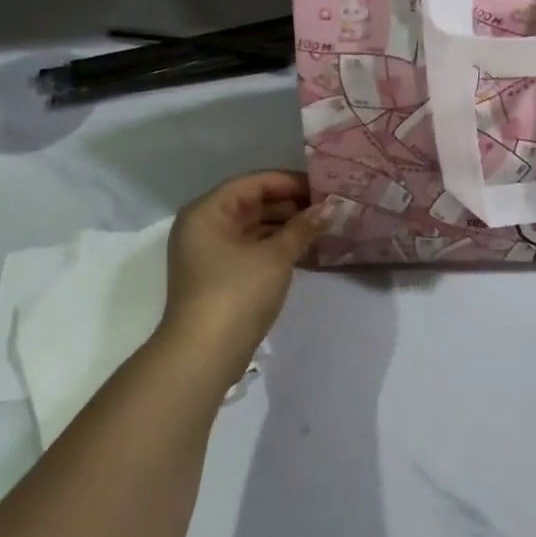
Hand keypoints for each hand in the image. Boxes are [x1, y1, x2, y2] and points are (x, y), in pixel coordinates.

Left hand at [160, 171, 322, 376]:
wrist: (204, 354)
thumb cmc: (237, 292)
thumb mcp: (275, 256)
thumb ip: (303, 227)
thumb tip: (331, 207)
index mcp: (208, 211)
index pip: (254, 183)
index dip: (291, 183)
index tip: (325, 188)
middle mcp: (204, 225)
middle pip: (252, 203)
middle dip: (291, 205)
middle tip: (329, 209)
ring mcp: (210, 252)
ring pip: (253, 227)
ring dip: (286, 227)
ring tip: (323, 228)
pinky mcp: (219, 275)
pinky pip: (251, 248)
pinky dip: (276, 246)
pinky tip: (305, 249)